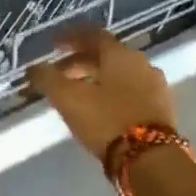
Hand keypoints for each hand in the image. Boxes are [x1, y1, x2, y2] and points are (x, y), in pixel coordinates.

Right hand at [26, 25, 177, 159]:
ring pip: (119, 75)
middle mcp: (141, 63)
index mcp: (120, 54)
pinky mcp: (162, 109)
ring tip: (78, 95)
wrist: (152, 160)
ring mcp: (156, 86)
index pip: (93, 35)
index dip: (70, 38)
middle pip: (106, 56)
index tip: (53, 45)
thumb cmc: (106, 120)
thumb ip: (47, 79)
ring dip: (97, 79)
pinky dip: (113, 94)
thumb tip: (33, 68)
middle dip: (79, 63)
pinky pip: (132, 92)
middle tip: (59, 75)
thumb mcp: (68, 98)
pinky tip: (101, 109)